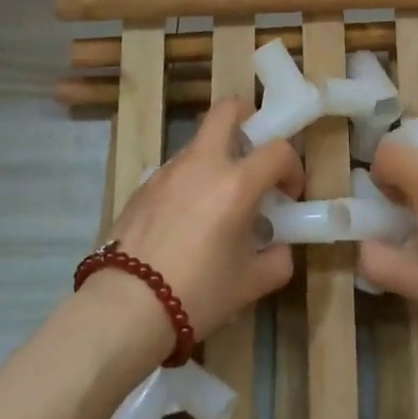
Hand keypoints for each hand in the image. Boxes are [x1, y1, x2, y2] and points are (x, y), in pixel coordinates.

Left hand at [100, 99, 303, 342]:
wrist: (125, 308)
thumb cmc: (198, 293)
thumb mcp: (251, 284)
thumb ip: (277, 259)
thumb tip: (278, 248)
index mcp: (236, 183)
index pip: (278, 150)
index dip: (292, 168)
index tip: (289, 194)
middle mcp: (203, 164)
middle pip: (227, 111)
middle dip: (248, 119)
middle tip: (254, 152)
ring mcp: (167, 172)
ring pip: (199, 143)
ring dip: (217, 158)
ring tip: (219, 202)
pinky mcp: (142, 187)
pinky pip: (176, 171)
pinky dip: (190, 182)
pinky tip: (186, 222)